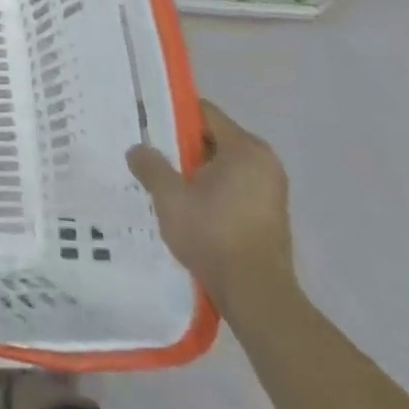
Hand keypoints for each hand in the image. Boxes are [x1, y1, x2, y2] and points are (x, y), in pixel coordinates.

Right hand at [128, 101, 295, 316]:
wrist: (256, 295)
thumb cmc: (213, 234)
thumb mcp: (170, 196)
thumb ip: (150, 166)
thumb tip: (137, 149)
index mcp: (245, 149)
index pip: (204, 113)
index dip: (173, 114)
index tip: (147, 124)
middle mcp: (265, 162)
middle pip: (214, 138)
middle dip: (183, 146)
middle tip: (152, 156)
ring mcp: (272, 190)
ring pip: (223, 166)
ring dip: (196, 171)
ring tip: (166, 184)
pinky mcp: (270, 215)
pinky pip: (234, 187)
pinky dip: (212, 190)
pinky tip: (190, 208)